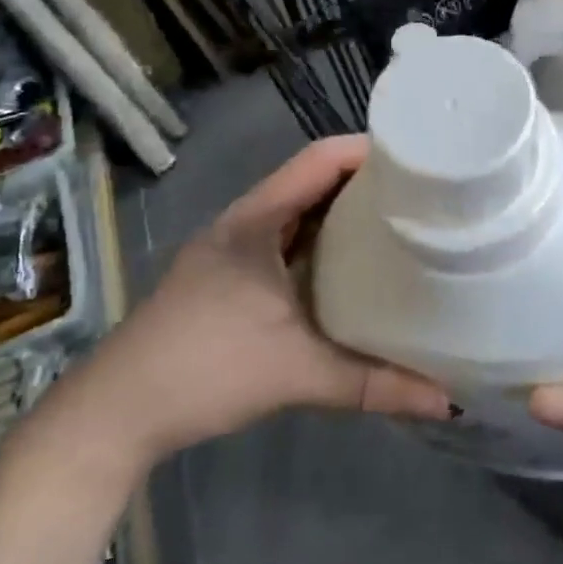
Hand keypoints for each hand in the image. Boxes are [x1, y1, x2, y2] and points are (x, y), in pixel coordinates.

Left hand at [105, 136, 450, 460]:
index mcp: (256, 220)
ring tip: (400, 221)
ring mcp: (233, 248)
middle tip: (424, 192)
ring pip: (299, 211)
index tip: (421, 159)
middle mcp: (245, 222)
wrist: (115, 414)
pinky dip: (322, 240)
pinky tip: (352, 265)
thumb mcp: (296, 374)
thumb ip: (372, 384)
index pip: (320, 159)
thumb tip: (447, 400)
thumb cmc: (204, 370)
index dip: (369, 149)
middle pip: (313, 179)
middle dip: (366, 179)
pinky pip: (287, 239)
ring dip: (343, 211)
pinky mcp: (229, 275)